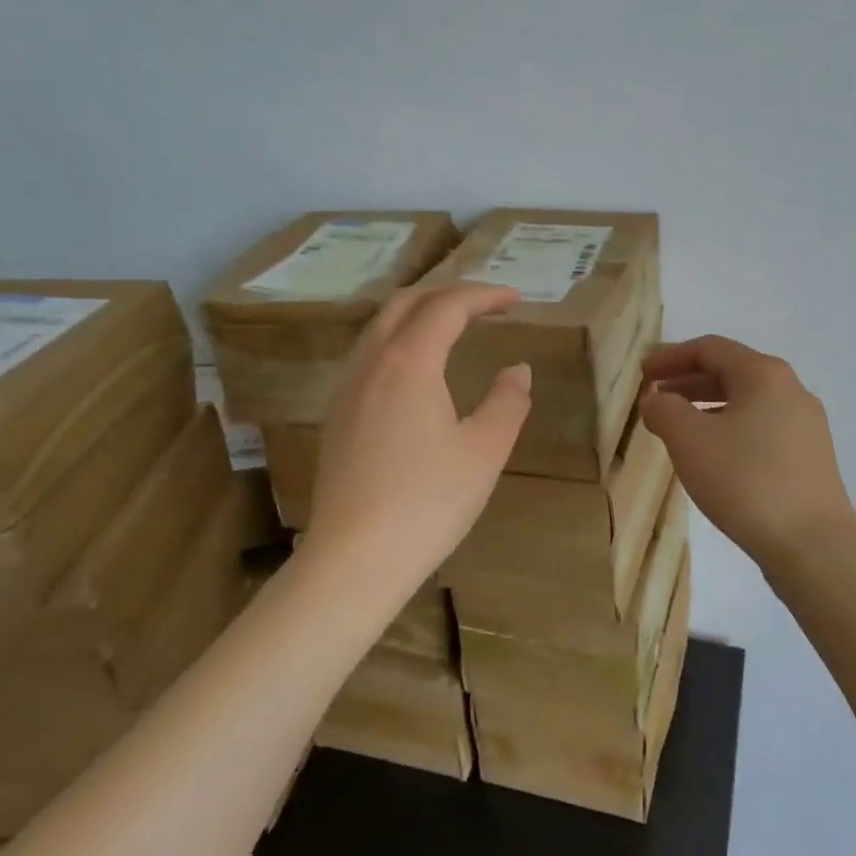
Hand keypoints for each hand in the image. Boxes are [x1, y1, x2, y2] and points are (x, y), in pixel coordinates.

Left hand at [303, 283, 532, 596]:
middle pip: (406, 304)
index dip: (484, 295)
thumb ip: (508, 401)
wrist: (354, 561)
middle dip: (448, 293)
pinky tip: (416, 369)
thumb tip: (517, 369)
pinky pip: (369, 355)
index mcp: (408, 363)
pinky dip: (399, 340)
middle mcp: (371, 364)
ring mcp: (347, 390)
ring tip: (453, 326)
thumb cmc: (428, 502)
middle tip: (486, 304)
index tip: (516, 300)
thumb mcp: (485, 451)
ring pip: (380, 327)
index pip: (447, 306)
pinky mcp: (337, 416)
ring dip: (420, 314)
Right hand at [640, 335, 855, 571]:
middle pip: (730, 372)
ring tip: (677, 427)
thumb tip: (657, 400)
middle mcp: (790, 389)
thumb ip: (664, 410)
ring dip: (707, 406)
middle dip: (687, 381)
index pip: (709, 348)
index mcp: (764, 373)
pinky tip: (713, 455)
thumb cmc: (745, 480)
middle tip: (655, 397)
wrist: (813, 545)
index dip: (670, 357)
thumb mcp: (689, 440)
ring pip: (746, 402)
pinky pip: (761, 427)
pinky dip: (729, 428)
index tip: (642, 373)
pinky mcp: (810, 456)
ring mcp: (806, 424)